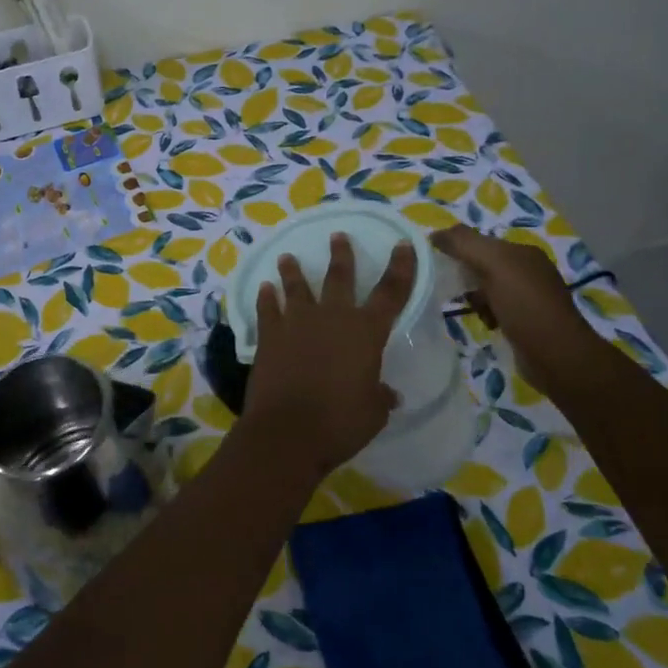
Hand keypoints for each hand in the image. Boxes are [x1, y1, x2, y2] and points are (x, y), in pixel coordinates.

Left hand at [240, 233, 416, 482]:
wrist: (287, 431)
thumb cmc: (340, 422)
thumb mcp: (373, 412)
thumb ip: (380, 396)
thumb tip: (389, 394)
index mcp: (366, 332)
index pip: (391, 292)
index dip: (400, 267)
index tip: (403, 244)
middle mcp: (333, 317)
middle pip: (339, 277)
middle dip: (341, 255)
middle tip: (337, 235)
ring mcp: (297, 322)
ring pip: (296, 287)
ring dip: (292, 271)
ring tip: (287, 257)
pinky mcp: (269, 335)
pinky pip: (267, 308)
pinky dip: (266, 297)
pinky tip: (264, 288)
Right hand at [430, 224, 598, 390]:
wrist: (558, 357)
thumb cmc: (525, 306)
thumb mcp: (494, 264)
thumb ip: (464, 244)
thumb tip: (434, 234)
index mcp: (523, 252)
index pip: (481, 241)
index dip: (458, 248)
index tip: (436, 263)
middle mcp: (528, 271)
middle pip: (483, 265)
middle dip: (465, 275)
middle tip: (452, 289)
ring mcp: (529, 297)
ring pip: (487, 289)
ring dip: (475, 298)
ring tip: (473, 310)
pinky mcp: (526, 322)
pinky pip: (495, 309)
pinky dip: (486, 315)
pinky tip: (486, 324)